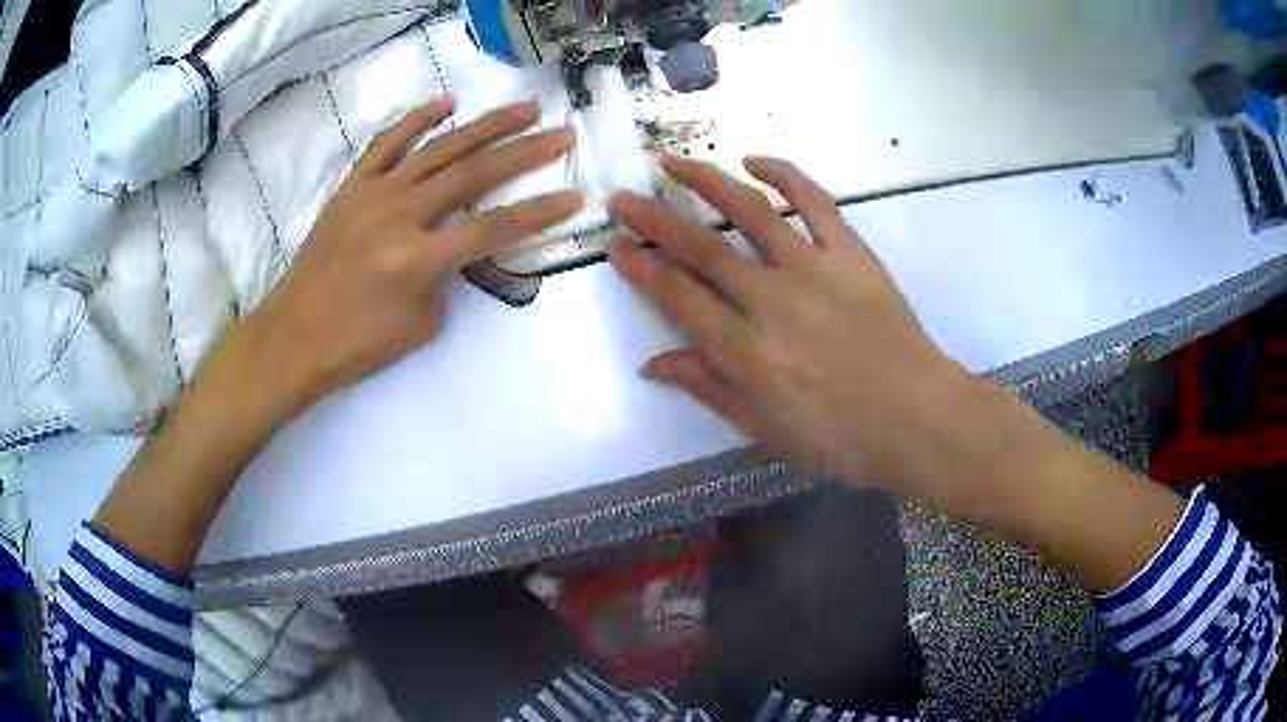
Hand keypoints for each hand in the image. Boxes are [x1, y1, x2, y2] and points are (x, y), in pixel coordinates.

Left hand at [228, 97, 582, 421]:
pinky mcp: (352, 188)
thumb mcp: (420, 326)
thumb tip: (459, 247)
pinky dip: (416, 120)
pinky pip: (387, 144)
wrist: (293, 337)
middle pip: (473, 173)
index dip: (539, 213)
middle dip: (525, 152)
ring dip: (485, 126)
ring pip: (438, 149)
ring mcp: (373, 195)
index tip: (576, 196)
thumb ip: (448, 279)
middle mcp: (400, 216)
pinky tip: (445, 104)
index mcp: (418, 260)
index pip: (494, 228)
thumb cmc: (356, 345)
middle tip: (562, 134)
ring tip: (524, 109)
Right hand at [608, 155, 1029, 510]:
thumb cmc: (842, 438)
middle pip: (701, 247)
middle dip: (654, 218)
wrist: (919, 420)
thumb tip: (654, 363)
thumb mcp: (767, 430)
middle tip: (622, 198)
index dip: (642, 268)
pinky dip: (783, 174)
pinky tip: (754, 160)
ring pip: (749, 210)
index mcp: (746, 353)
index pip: (678, 296)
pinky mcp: (851, 252)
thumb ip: (710, 389)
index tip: (617, 246)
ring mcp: (814, 269)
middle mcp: (771, 301)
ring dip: (705, 181)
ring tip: (672, 163)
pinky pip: (814, 201)